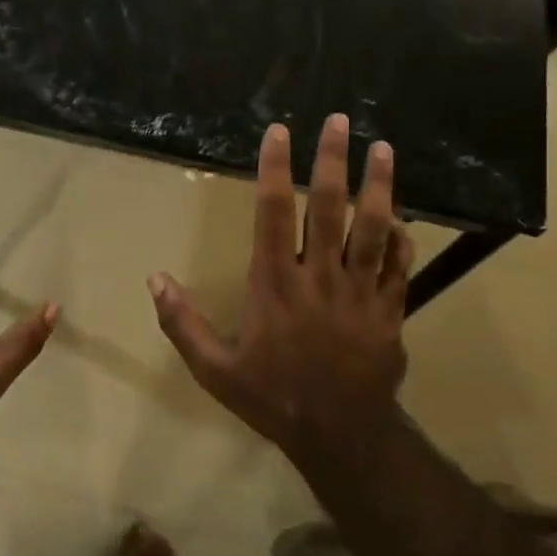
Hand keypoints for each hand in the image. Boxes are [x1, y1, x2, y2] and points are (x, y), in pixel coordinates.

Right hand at [147, 115, 412, 468]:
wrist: (340, 435)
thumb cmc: (272, 397)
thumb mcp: (214, 369)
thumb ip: (183, 322)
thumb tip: (155, 278)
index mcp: (275, 283)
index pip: (273, 212)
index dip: (275, 168)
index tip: (280, 132)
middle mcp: (319, 276)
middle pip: (328, 206)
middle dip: (331, 160)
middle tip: (339, 120)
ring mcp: (360, 291)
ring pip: (373, 228)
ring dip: (378, 185)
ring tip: (382, 149)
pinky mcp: (389, 310)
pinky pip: (399, 266)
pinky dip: (401, 240)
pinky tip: (401, 219)